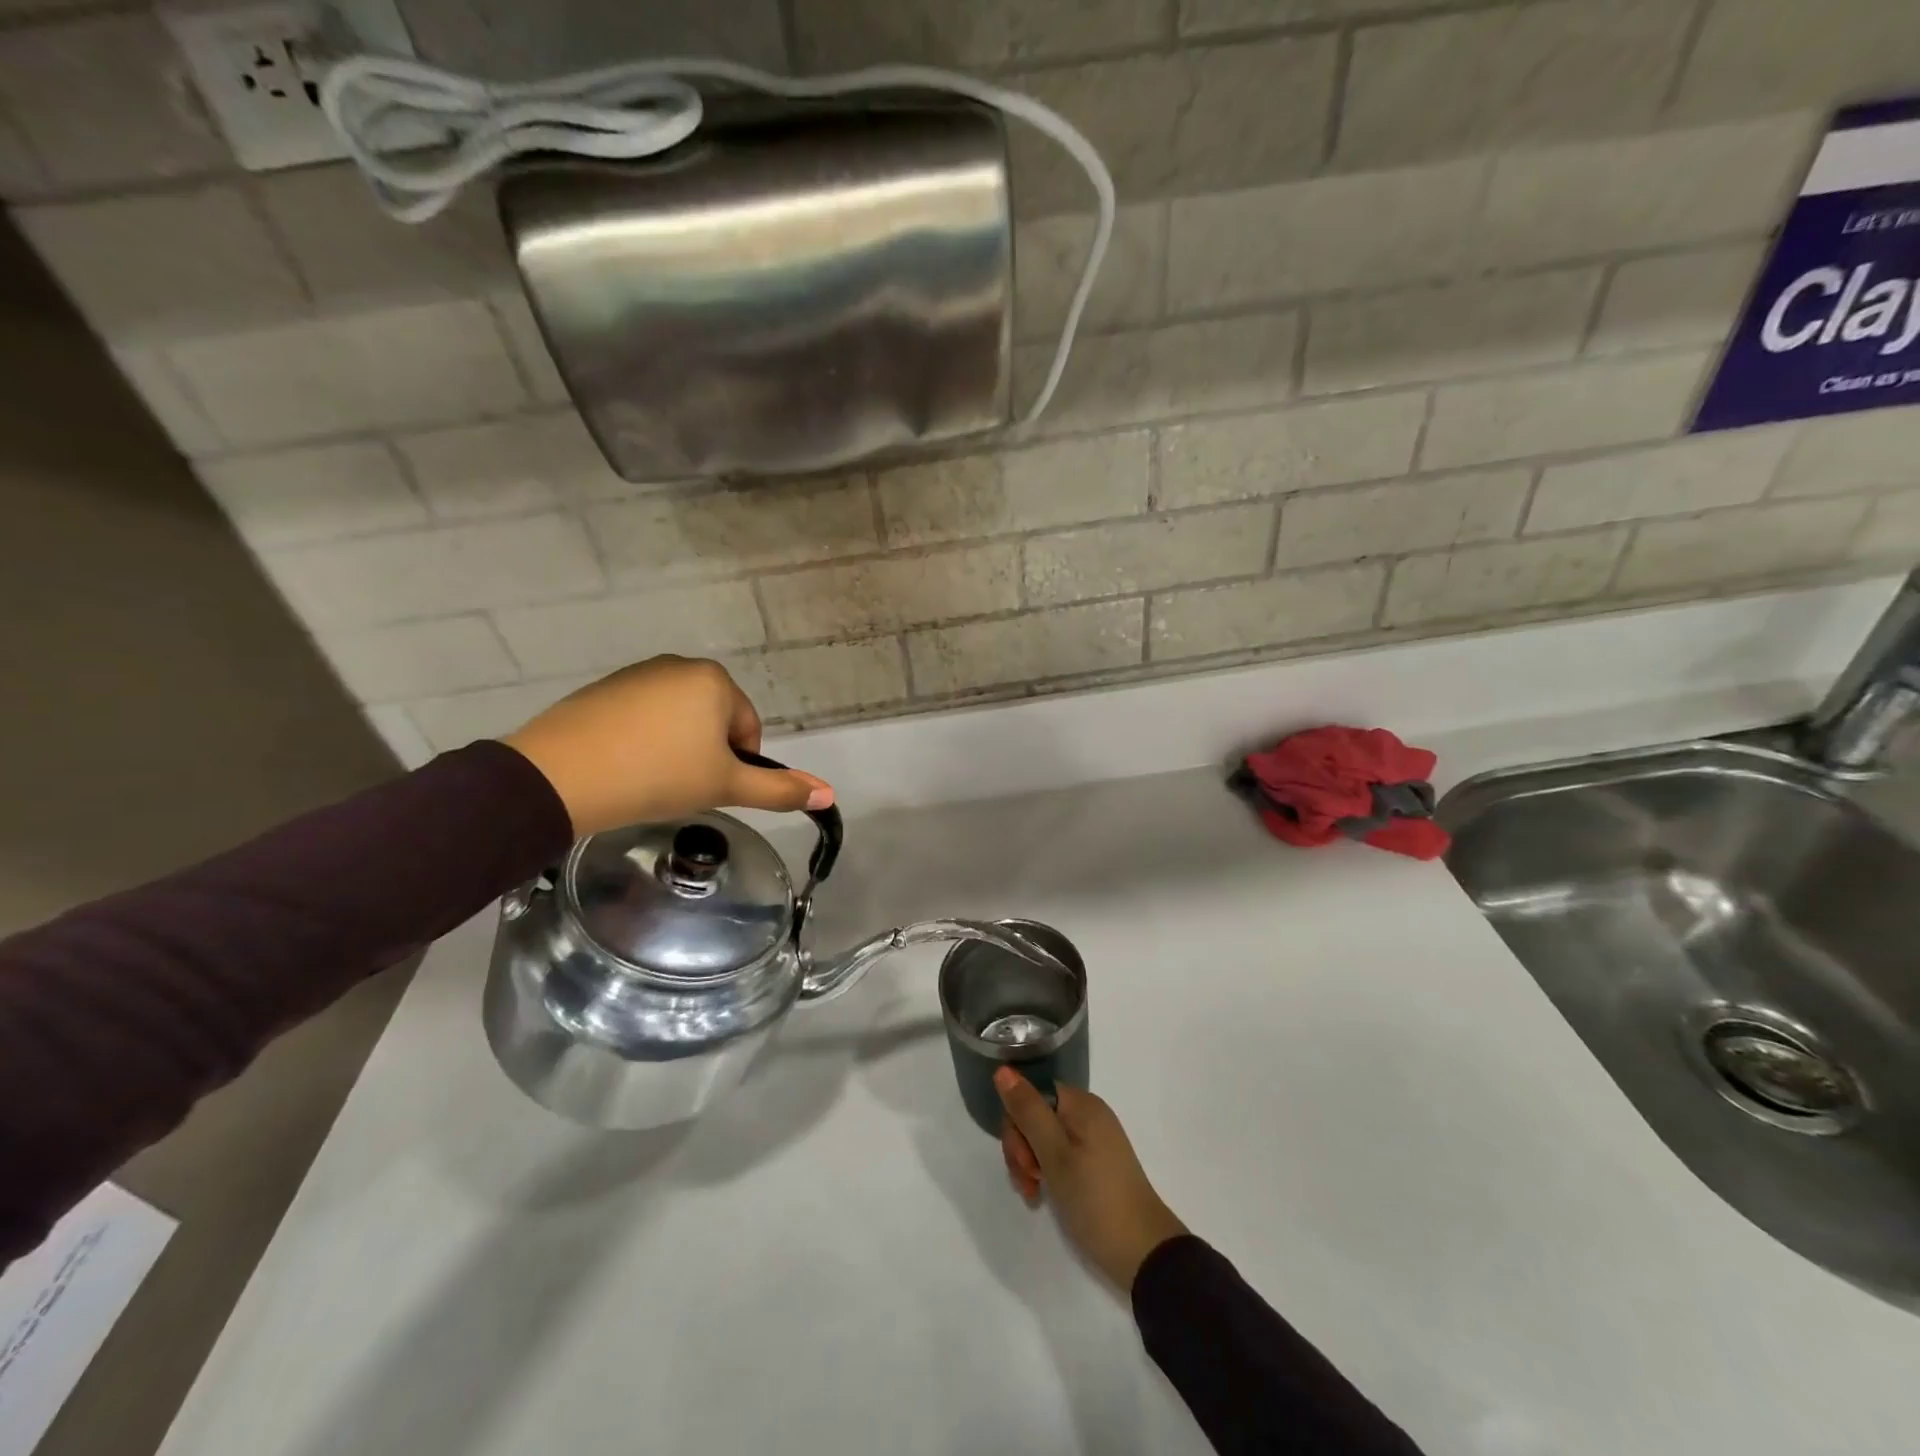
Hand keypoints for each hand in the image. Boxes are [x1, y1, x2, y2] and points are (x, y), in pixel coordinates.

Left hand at [500, 656, 833, 836]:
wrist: (561, 777)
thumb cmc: (659, 776)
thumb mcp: (726, 786)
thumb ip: (779, 789)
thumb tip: (830, 793)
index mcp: (715, 680)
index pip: (748, 728)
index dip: (738, 764)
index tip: (710, 788)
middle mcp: (680, 665)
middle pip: (714, 720)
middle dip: (706, 753)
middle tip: (682, 786)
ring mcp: (637, 674)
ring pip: (677, 718)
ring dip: (676, 747)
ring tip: (651, 779)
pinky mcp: (603, 689)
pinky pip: (641, 717)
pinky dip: (643, 740)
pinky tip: (624, 767)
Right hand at [995, 1067, 1188, 1290]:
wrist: (1142, 1253)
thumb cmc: (1094, 1198)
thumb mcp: (1054, 1154)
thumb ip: (1027, 1110)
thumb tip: (1003, 1069)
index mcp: (1081, 1104)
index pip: (1032, 1094)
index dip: (1018, 1123)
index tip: (1023, 1158)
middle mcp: (1087, 1115)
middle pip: (1036, 1116)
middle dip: (1022, 1147)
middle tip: (1028, 1180)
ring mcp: (1092, 1141)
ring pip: (1043, 1139)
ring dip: (1030, 1164)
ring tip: (1034, 1194)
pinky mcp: (1094, 1165)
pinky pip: (1059, 1156)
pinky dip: (1046, 1173)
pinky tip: (1042, 1196)